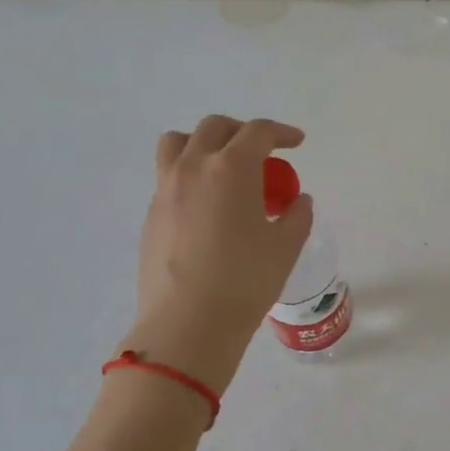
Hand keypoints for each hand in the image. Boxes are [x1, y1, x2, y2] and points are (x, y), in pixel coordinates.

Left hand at [120, 116, 313, 392]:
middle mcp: (194, 167)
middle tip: (261, 153)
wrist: (187, 323)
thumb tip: (297, 201)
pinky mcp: (151, 215)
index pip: (258, 132)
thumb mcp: (285, 247)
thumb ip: (297, 216)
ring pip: (178, 143)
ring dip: (204, 143)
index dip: (281, 132)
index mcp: (232, 168)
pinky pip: (168, 176)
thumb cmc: (245, 280)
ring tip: (221, 166)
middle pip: (215, 127)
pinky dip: (190, 175)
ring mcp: (166, 189)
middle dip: (242, 132)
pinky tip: (206, 206)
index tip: (296, 143)